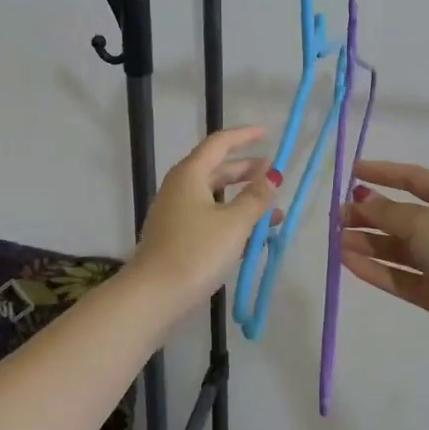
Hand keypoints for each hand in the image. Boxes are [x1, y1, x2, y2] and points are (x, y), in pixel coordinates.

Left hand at [130, 126, 280, 309]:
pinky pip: (209, 217)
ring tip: (273, 209)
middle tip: (274, 173)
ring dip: (243, 198)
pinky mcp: (177, 237)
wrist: (154, 295)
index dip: (244, 136)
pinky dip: (231, 219)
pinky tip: (253, 235)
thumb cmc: (196, 252)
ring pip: (214, 197)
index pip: (219, 144)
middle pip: (216, 169)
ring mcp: (176, 213)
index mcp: (190, 175)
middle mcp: (180, 188)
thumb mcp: (234, 224)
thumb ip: (256, 198)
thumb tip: (273, 176)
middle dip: (246, 170)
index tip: (267, 134)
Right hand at [341, 162, 428, 351]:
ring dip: (366, 242)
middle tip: (338, 217)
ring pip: (395, 248)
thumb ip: (387, 212)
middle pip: (399, 216)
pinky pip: (396, 275)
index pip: (412, 179)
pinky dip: (373, 268)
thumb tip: (362, 200)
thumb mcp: (422, 221)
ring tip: (337, 241)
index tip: (353, 172)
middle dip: (369, 214)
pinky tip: (347, 262)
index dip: (383, 173)